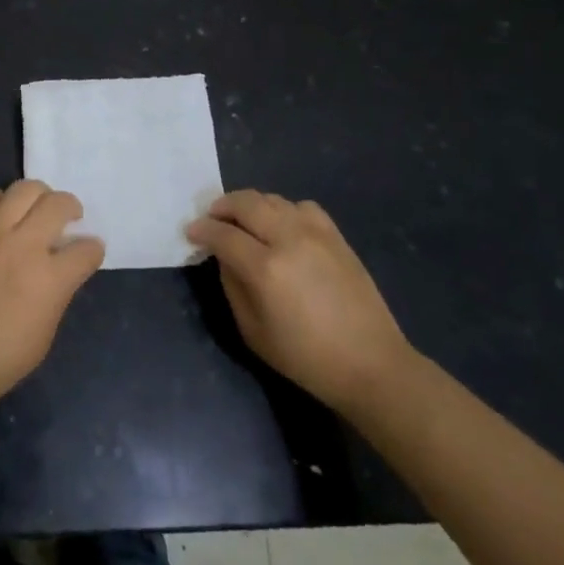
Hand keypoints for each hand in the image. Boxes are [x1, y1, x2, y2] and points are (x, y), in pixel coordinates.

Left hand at [0, 180, 104, 412]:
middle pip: (58, 203)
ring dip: (38, 196)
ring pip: (23, 189)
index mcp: (50, 278)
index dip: (92, 250)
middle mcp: (22, 246)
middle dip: (71, 207)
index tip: (88, 252)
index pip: (86, 248)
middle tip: (67, 217)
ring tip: (35, 209)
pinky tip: (0, 213)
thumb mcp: (47, 330)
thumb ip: (59, 290)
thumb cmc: (2, 357)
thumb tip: (63, 265)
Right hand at [188, 190, 413, 415]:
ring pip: (273, 199)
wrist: (372, 365)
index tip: (191, 232)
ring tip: (244, 221)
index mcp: (266, 269)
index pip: (223, 234)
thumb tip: (223, 257)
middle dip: (222, 206)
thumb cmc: (306, 358)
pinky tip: (282, 226)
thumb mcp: (253, 332)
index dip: (202, 230)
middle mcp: (289, 240)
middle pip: (246, 203)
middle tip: (212, 218)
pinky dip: (284, 210)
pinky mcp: (336, 236)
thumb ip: (232, 287)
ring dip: (251, 205)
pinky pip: (302, 206)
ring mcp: (316, 234)